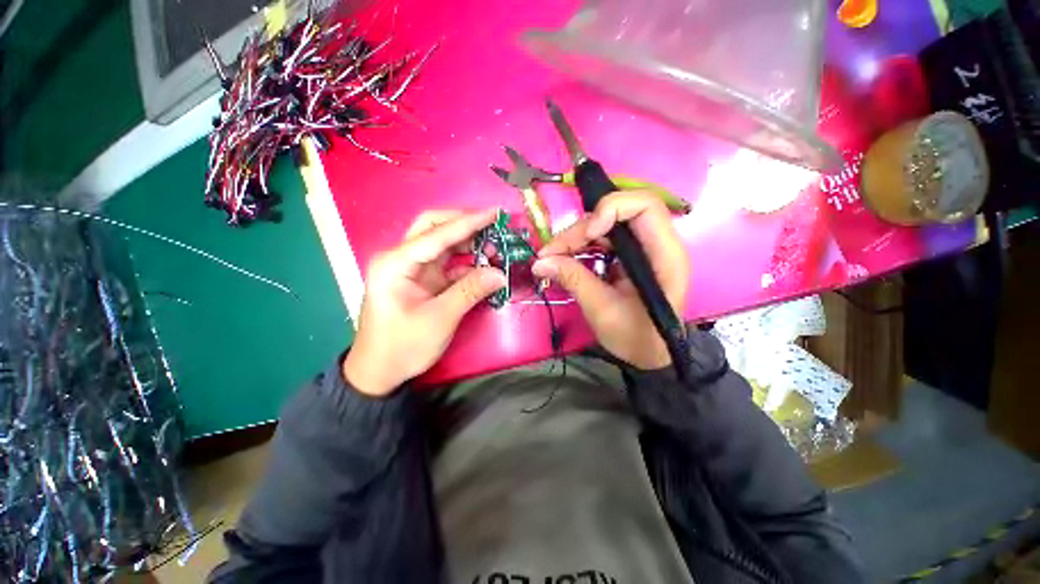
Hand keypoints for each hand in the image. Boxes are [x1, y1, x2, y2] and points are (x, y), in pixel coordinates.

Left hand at [342, 209, 506, 395]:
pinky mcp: (422, 280)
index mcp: (396, 263)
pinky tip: (484, 268)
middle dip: (464, 225)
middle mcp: (402, 258)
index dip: (468, 222)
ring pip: (442, 244)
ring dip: (468, 243)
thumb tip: (501, 273)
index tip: (495, 213)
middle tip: (493, 227)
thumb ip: (470, 291)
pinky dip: (466, 264)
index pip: (437, 234)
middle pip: (434, 228)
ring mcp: (412, 269)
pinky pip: (447, 264)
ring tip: (494, 248)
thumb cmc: (402, 346)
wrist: (379, 372)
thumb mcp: (440, 319)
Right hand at [533, 191, 688, 369]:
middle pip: (617, 213)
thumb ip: (574, 280)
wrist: (649, 353)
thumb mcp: (602, 310)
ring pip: (605, 224)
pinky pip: (602, 239)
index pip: (645, 206)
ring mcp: (642, 248)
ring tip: (551, 258)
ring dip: (575, 237)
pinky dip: (580, 246)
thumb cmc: (635, 337)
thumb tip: (540, 262)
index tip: (586, 235)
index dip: (612, 209)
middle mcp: (657, 243)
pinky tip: (564, 260)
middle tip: (551, 253)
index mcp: (664, 255)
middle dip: (580, 230)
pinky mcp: (629, 255)